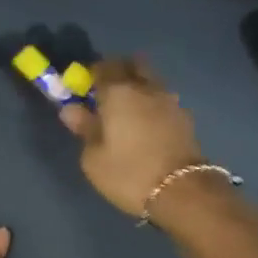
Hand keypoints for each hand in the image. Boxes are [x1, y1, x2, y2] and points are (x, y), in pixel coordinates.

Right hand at [60, 57, 206, 217]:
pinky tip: (146, 126)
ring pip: (151, 81)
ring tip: (127, 112)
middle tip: (106, 92)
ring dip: (138, 87)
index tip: (83, 88)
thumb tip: (72, 109)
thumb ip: (84, 128)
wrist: (182, 192)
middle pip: (133, 64)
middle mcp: (146, 88)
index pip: (102, 67)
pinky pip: (163, 100)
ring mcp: (170, 101)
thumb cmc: (128, 173)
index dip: (90, 74)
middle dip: (119, 71)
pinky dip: (152, 105)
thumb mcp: (93, 158)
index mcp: (118, 92)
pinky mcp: (185, 118)